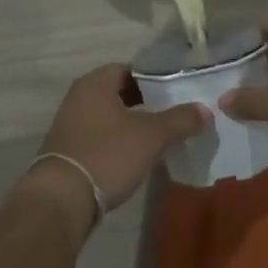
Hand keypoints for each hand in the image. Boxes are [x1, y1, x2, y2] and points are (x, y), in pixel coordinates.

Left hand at [20, 64, 208, 237]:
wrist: (61, 199)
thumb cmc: (107, 154)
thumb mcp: (150, 136)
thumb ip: (179, 120)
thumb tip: (205, 110)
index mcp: (95, 83)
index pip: (129, 68)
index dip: (154, 77)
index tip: (177, 89)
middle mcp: (79, 97)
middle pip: (119, 92)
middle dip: (146, 102)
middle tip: (174, 113)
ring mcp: (70, 124)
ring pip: (110, 115)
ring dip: (133, 123)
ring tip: (161, 135)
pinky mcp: (69, 150)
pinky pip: (100, 136)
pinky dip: (119, 140)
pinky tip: (137, 155)